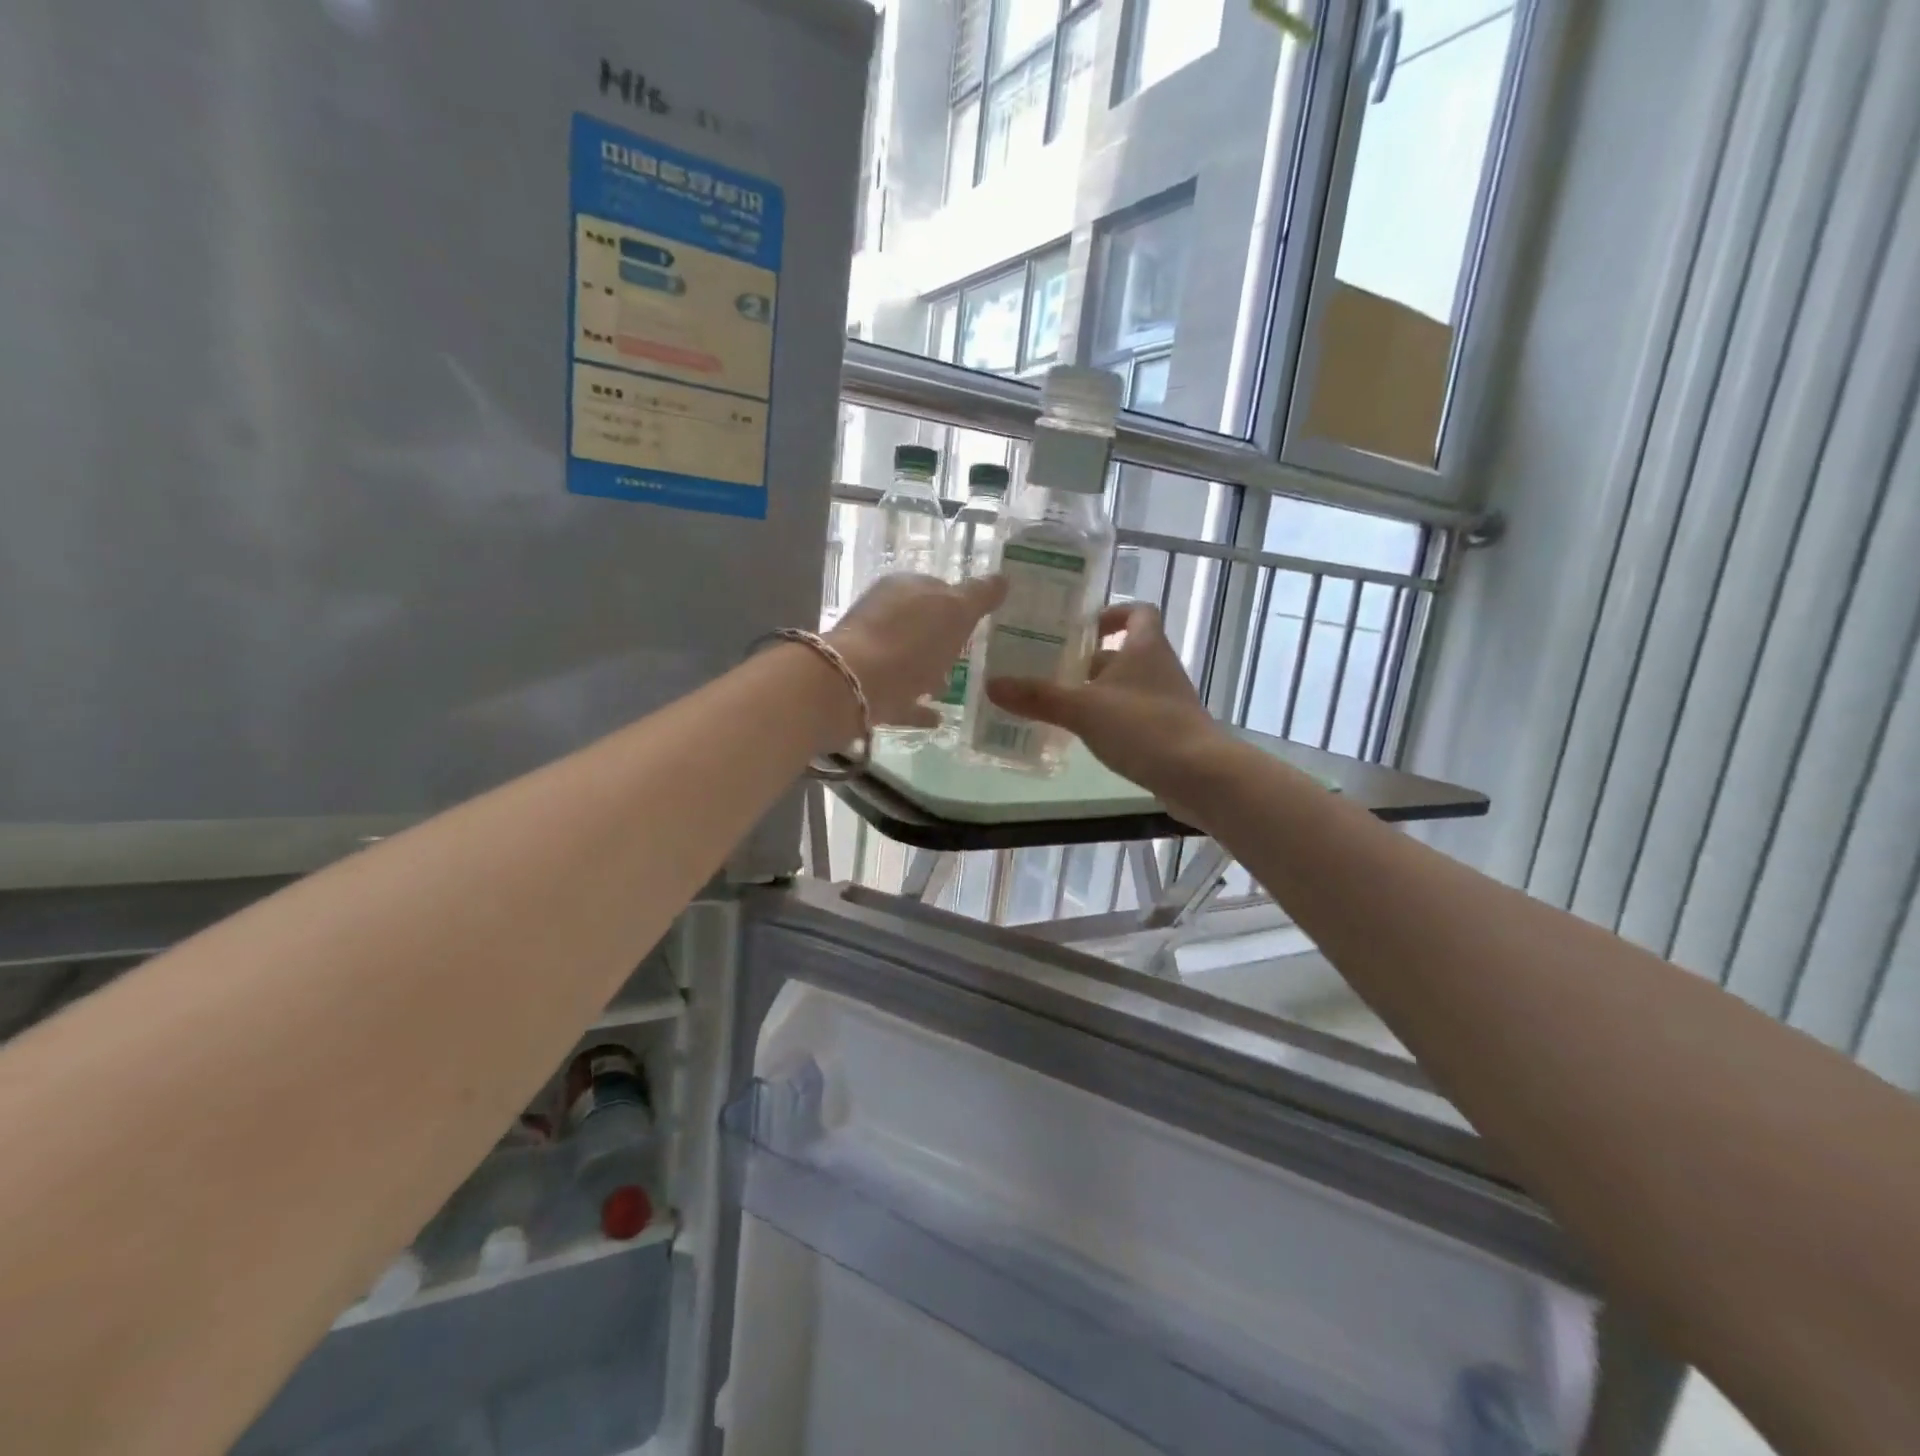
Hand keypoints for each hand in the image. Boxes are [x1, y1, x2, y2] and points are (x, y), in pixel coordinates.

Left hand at [827, 573, 1006, 731]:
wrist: (851, 687)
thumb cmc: (909, 642)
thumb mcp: (955, 612)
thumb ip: (978, 595)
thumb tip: (1001, 578)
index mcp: (903, 588)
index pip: (937, 588)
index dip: (960, 602)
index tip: (980, 622)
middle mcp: (883, 615)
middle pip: (919, 624)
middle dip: (942, 638)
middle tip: (969, 655)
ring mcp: (871, 653)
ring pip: (907, 659)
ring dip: (928, 670)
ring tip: (953, 687)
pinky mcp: (865, 689)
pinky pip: (899, 696)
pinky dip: (917, 705)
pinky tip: (937, 718)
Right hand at [985, 602, 1229, 809]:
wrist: (1200, 775)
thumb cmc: (1144, 727)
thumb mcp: (1083, 709)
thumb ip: (1038, 697)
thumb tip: (991, 684)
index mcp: (1146, 647)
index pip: (1138, 612)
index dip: (1112, 613)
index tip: (1082, 628)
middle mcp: (1159, 668)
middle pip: (1126, 652)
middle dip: (1090, 659)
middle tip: (1051, 668)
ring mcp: (1166, 701)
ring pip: (1127, 686)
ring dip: (1098, 691)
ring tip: (1058, 703)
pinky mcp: (1168, 732)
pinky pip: (1133, 715)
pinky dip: (1111, 719)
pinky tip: (1085, 735)